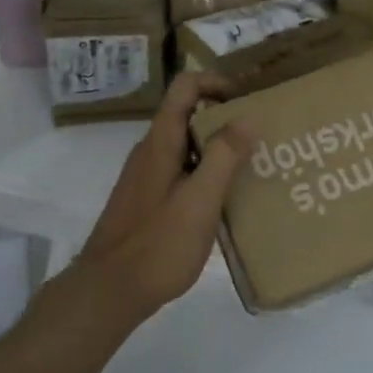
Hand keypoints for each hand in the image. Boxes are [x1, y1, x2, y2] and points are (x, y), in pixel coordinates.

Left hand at [71, 72, 255, 317]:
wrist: (108, 291)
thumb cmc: (157, 244)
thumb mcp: (200, 200)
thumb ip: (224, 156)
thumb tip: (249, 115)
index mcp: (161, 141)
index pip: (186, 85)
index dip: (218, 82)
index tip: (251, 98)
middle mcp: (151, 150)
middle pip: (189, 113)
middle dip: (226, 117)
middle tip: (264, 134)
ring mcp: (147, 176)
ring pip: (187, 145)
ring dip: (219, 148)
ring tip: (256, 165)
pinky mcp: (148, 200)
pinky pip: (182, 171)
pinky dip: (207, 173)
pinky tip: (228, 199)